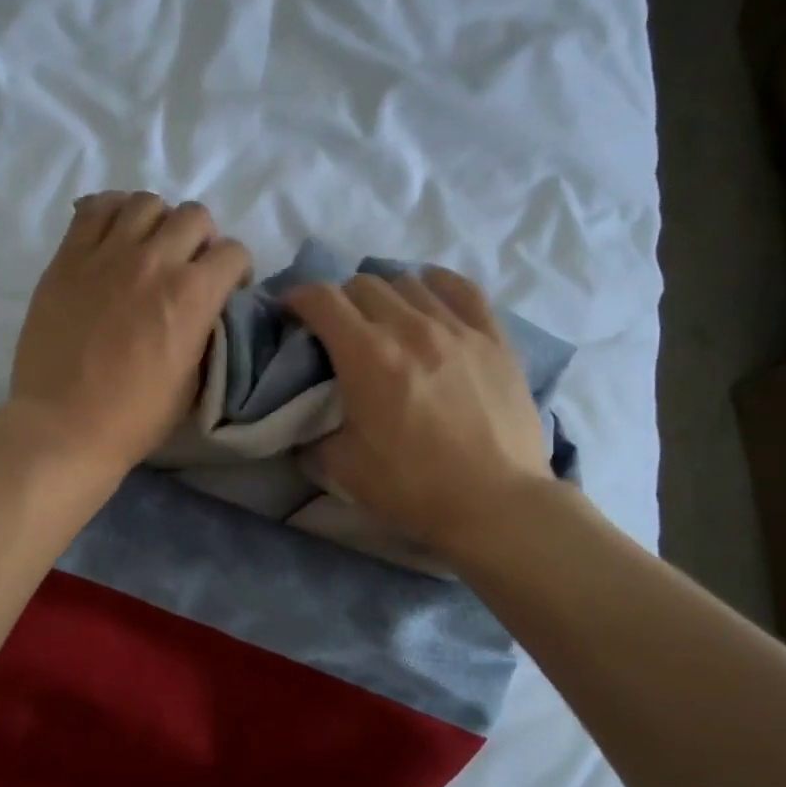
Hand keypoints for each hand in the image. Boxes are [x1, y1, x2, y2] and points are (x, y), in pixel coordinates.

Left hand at [5, 191, 250, 483]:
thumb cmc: (135, 417)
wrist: (64, 425)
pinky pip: (95, 208)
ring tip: (149, 249)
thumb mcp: (194, 381)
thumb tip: (208, 309)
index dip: (237, 270)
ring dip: (159, 222)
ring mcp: (107, 254)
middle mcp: (154, 261)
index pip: (234, 251)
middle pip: (195, 216)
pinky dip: (113, 212)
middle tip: (188, 267)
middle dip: (203, 240)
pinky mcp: (68, 257)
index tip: (226, 290)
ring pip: (146, 203)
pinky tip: (114, 236)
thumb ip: (206, 332)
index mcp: (193, 295)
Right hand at [286, 269, 554, 557]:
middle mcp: (409, 327)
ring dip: (385, 295)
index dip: (297, 296)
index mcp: (367, 356)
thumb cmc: (414, 487)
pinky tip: (430, 298)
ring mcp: (457, 328)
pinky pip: (462, 289)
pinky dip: (436, 286)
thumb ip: (314, 436)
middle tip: (337, 327)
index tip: (290, 310)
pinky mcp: (494, 337)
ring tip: (384, 319)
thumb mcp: (343, 468)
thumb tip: (306, 422)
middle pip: (363, 285)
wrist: (495, 504)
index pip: (322, 299)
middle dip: (339, 300)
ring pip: (409, 282)